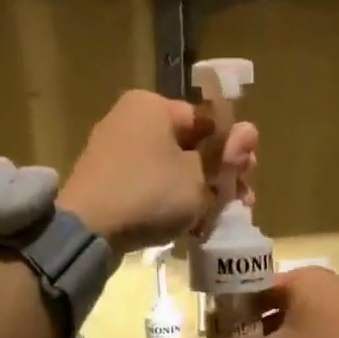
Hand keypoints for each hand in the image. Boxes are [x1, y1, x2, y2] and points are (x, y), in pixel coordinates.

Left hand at [58, 90, 257, 256]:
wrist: (88, 231)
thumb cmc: (150, 194)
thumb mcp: (200, 178)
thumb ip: (226, 158)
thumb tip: (249, 133)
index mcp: (153, 106)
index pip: (207, 121)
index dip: (233, 149)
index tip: (248, 176)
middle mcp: (130, 120)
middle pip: (189, 146)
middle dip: (218, 175)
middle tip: (239, 201)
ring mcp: (114, 152)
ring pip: (171, 170)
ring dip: (198, 193)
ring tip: (217, 219)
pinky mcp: (106, 183)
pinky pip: (149, 187)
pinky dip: (171, 203)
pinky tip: (190, 226)